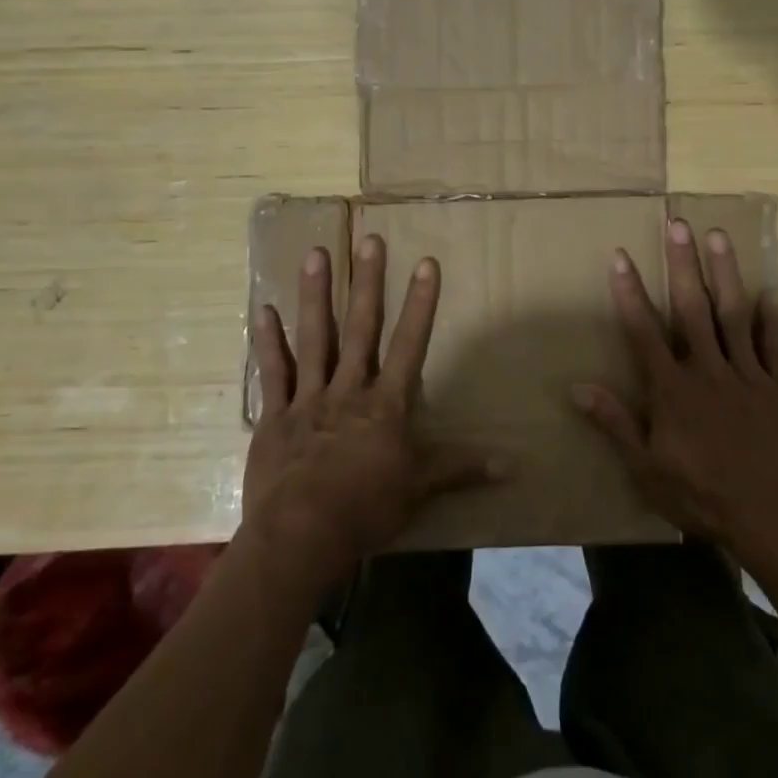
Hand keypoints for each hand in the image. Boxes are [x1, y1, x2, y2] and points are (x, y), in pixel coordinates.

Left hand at [244, 234, 503, 590]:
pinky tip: (263, 310)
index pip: (409, 345)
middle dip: (368, 283)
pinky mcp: (276, 416)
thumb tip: (514, 464)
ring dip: (316, 295)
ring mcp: (309, 399)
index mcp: (385, 405)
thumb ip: (462, 468)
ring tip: (317, 254)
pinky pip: (273, 374)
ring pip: (314, 338)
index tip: (426, 263)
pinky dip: (268, 343)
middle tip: (369, 240)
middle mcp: (348, 390)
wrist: (301, 536)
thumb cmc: (366, 510)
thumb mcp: (420, 489)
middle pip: (361, 329)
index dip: (421, 304)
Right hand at [573, 219, 777, 578]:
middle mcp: (707, 370)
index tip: (621, 255)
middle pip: (692, 308)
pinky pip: (774, 345)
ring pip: (734, 315)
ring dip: (725, 273)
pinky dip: (771, 317)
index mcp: (672, 389)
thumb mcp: (646, 468)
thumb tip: (577, 388)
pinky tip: (768, 289)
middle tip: (677, 223)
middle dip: (682, 264)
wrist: (771, 518)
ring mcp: (747, 375)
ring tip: (718, 235)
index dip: (630, 292)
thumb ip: (615, 423)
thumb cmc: (700, 495)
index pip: (644, 331)